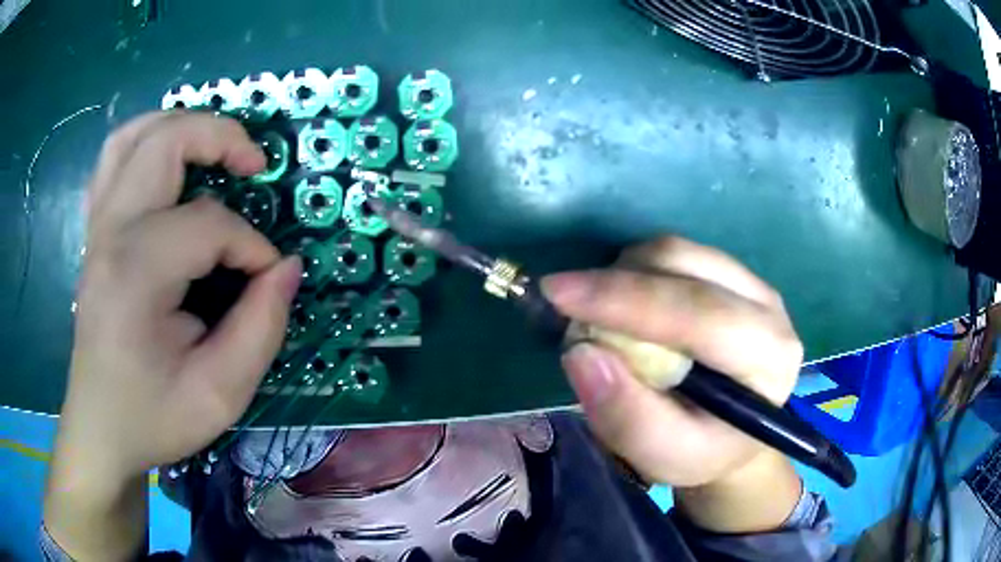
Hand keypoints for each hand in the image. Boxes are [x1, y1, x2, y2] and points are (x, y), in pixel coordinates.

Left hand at [45, 112, 300, 558]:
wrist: (100, 429)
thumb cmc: (153, 417)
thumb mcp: (220, 395)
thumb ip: (261, 329)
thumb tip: (287, 269)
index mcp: (135, 273)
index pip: (208, 225)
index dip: (251, 247)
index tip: (268, 281)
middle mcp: (110, 233)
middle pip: (166, 142)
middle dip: (221, 139)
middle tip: (255, 166)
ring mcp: (97, 228)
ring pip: (133, 136)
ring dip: (180, 126)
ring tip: (213, 148)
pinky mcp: (94, 233)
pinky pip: (114, 161)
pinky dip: (146, 145)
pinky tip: (167, 168)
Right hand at [543, 237, 803, 531]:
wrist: (733, 436)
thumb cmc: (702, 451)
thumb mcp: (665, 456)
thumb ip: (628, 417)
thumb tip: (581, 353)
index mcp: (768, 356)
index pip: (698, 312)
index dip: (625, 299)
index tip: (557, 293)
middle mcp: (768, 307)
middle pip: (684, 266)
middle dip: (615, 281)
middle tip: (564, 305)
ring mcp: (751, 282)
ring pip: (675, 251)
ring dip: (623, 275)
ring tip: (598, 316)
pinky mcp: (730, 274)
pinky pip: (673, 255)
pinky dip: (634, 272)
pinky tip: (624, 306)